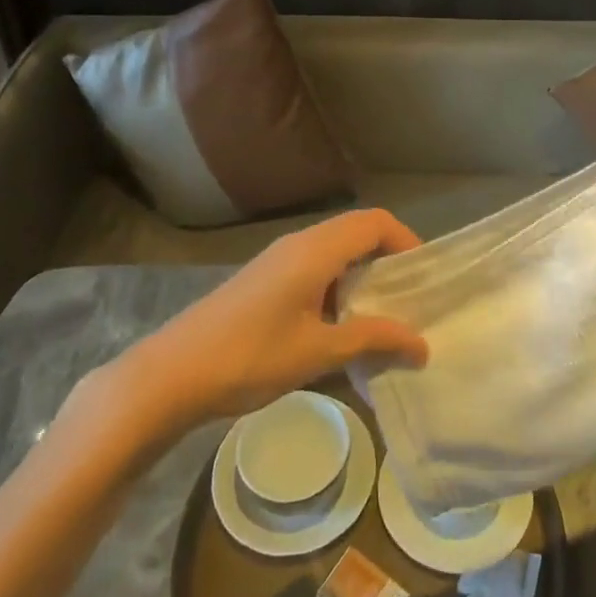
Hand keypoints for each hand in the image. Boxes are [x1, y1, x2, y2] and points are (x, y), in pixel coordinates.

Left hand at [107, 210, 428, 437]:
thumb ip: (372, 339)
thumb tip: (422, 343)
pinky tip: (341, 329)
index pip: (375, 221)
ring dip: (363, 277)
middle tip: (411, 301)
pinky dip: (339, 288)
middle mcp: (299, 244)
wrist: (170, 375)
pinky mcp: (265, 280)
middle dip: (389, 261)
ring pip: (336, 252)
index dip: (407, 241)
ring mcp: (278, 261)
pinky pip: (315, 269)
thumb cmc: (249, 357)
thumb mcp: (318, 352)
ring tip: (383, 320)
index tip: (425, 279)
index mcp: (315, 250)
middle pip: (357, 232)